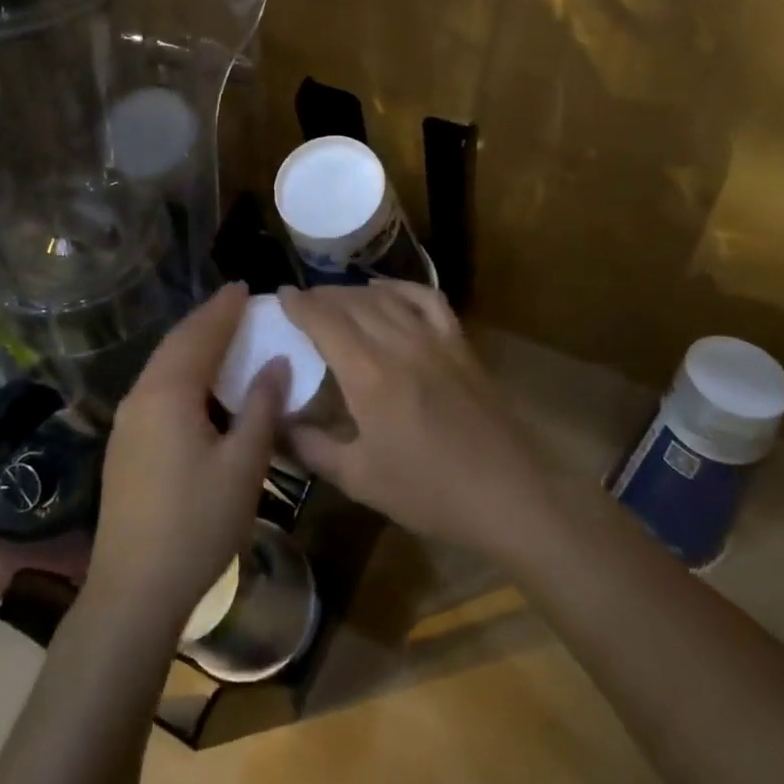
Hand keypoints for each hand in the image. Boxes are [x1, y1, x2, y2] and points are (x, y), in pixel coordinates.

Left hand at [84, 283, 284, 636]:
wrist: (134, 589)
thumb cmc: (197, 524)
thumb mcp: (244, 465)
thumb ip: (262, 408)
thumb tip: (276, 362)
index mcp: (169, 394)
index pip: (200, 336)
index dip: (224, 310)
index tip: (244, 287)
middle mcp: (141, 397)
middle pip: (176, 345)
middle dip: (206, 320)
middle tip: (234, 302)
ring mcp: (127, 422)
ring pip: (162, 366)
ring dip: (192, 344)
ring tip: (220, 332)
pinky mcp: (125, 444)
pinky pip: (156, 387)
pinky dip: (181, 369)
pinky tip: (197, 381)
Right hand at [278, 281, 548, 557]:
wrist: (505, 495)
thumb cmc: (428, 492)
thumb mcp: (359, 478)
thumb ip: (312, 447)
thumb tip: (277, 424)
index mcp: (368, 374)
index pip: (325, 321)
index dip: (300, 304)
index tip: (281, 295)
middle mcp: (399, 344)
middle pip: (352, 303)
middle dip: (322, 296)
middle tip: (302, 301)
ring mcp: (434, 339)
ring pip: (386, 297)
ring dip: (355, 291)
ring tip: (335, 297)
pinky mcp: (460, 344)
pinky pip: (427, 299)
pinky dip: (401, 288)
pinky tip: (386, 291)